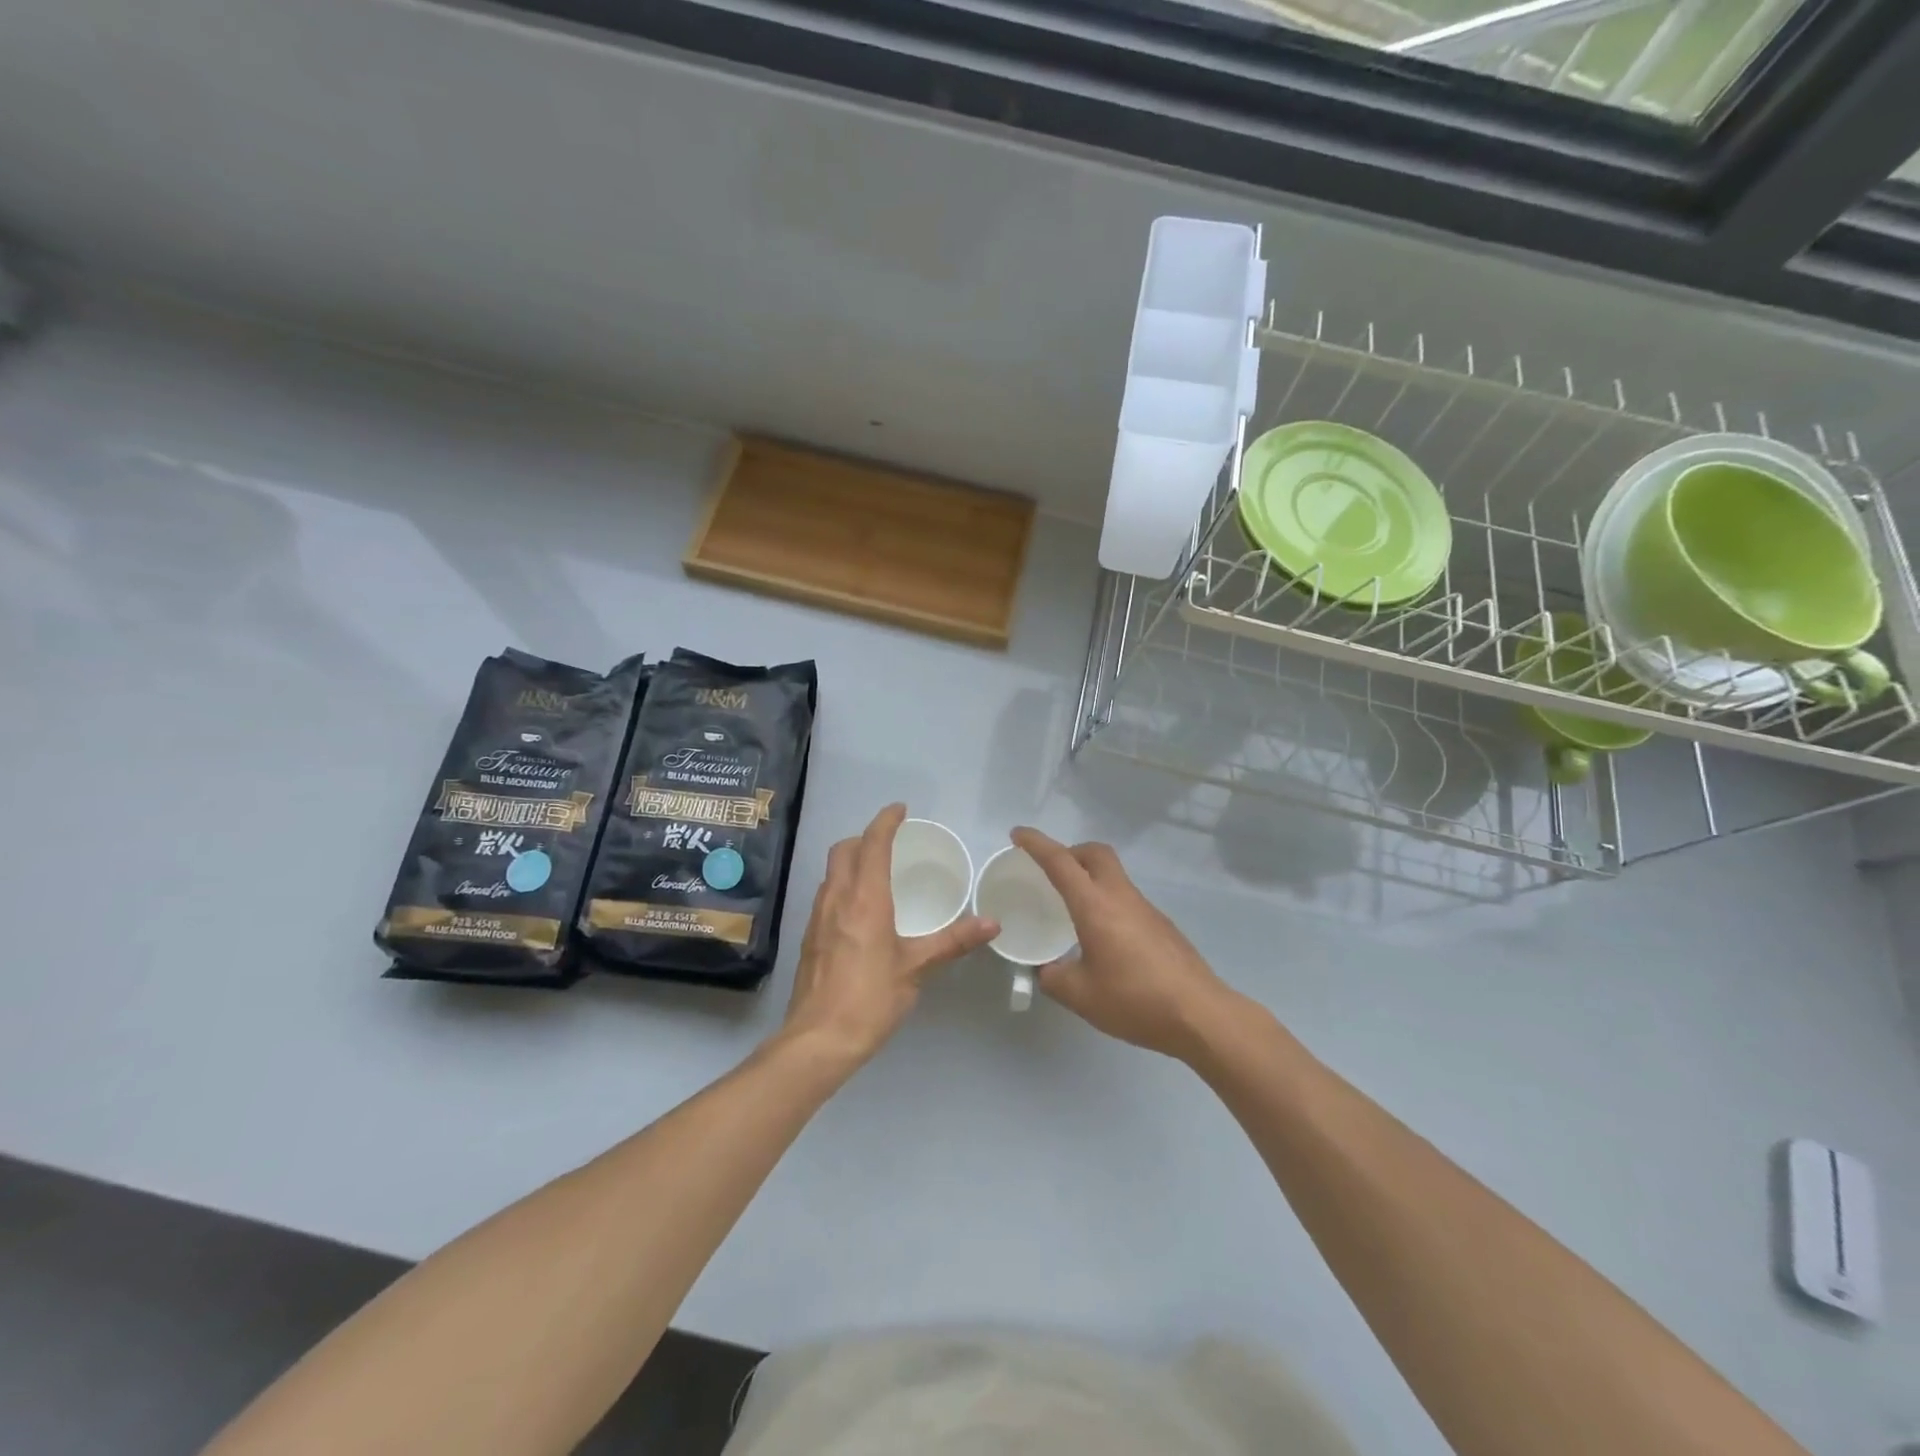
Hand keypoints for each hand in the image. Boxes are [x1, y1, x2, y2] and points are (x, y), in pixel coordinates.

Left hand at [778, 804, 997, 1070]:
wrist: (818, 1040)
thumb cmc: (870, 999)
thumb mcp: (916, 968)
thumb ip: (953, 941)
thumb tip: (993, 923)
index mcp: (865, 899)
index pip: (872, 844)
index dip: (885, 822)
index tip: (900, 810)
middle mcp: (837, 899)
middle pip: (843, 850)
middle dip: (864, 837)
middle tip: (889, 842)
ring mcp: (818, 918)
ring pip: (831, 872)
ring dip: (851, 861)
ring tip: (876, 872)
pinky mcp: (809, 938)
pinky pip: (826, 895)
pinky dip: (843, 885)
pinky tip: (859, 911)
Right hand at [1012, 828, 1237, 1062]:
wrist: (1200, 1015)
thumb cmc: (1135, 1000)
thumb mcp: (1081, 996)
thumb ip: (1055, 978)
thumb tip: (1047, 970)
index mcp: (1095, 905)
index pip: (1060, 862)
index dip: (1036, 844)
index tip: (1018, 834)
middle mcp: (1121, 897)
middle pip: (1095, 853)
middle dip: (1070, 851)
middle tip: (1050, 871)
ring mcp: (1146, 908)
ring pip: (1114, 875)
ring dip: (1090, 877)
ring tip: (1072, 907)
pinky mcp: (1162, 925)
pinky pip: (1126, 898)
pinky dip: (1107, 901)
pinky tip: (1103, 937)